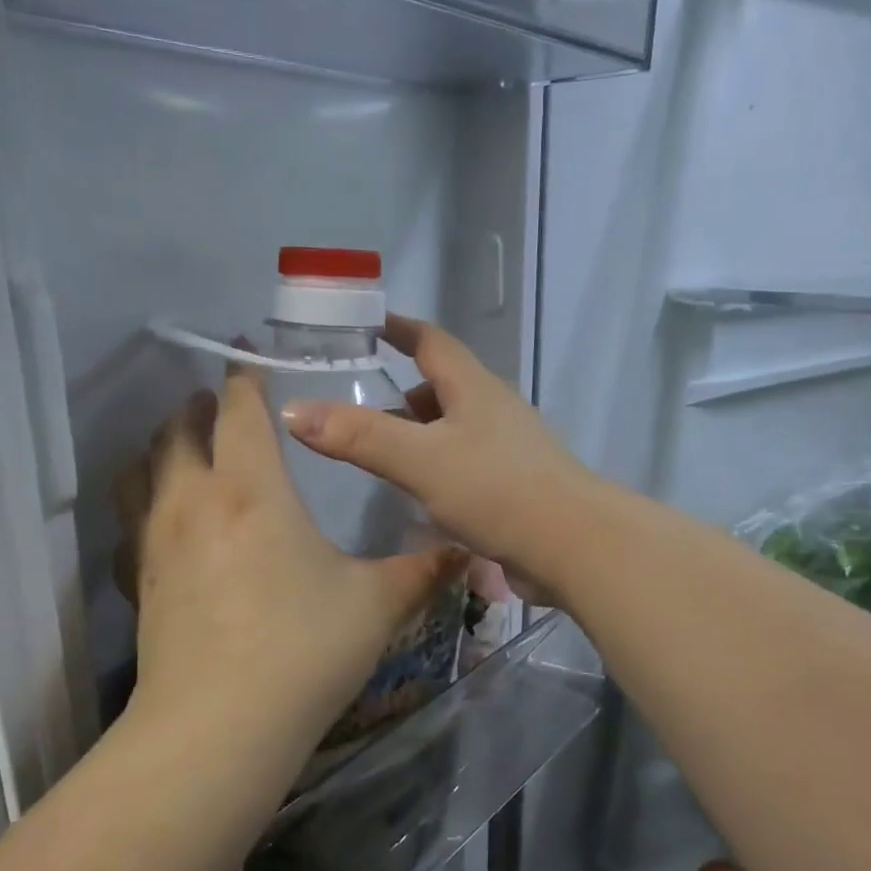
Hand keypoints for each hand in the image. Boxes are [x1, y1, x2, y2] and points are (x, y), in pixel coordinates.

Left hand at [115, 366, 462, 746]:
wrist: (219, 726)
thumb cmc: (303, 648)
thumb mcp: (375, 604)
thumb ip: (422, 570)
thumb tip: (465, 552)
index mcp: (251, 488)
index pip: (239, 410)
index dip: (245, 378)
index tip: (250, 359)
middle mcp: (194, 500)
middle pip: (179, 429)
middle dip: (199, 408)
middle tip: (220, 404)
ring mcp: (156, 540)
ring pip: (143, 469)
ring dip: (163, 446)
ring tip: (185, 447)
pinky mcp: (139, 581)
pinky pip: (131, 520)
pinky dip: (143, 501)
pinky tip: (164, 520)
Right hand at [279, 315, 599, 598]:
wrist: (574, 547)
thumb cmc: (497, 490)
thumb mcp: (420, 459)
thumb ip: (359, 437)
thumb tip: (295, 410)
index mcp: (474, 389)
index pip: (432, 341)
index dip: (400, 328)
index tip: (368, 324)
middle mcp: (494, 410)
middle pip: (443, 386)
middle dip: (401, 391)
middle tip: (357, 406)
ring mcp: (509, 449)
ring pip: (453, 428)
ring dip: (419, 432)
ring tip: (380, 453)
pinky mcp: (515, 486)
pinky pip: (465, 463)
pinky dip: (436, 466)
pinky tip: (419, 493)